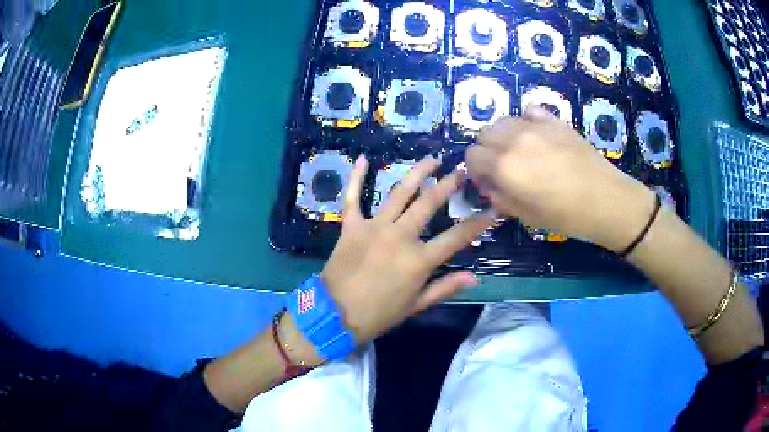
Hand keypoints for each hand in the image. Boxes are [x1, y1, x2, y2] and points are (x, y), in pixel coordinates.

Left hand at [320, 156, 494, 344]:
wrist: (334, 315)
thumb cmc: (378, 314)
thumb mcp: (416, 305)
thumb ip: (445, 288)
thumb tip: (475, 278)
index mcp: (419, 260)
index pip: (457, 237)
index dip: (478, 224)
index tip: (492, 210)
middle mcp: (400, 236)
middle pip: (429, 203)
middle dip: (448, 184)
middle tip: (460, 171)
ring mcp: (374, 227)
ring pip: (399, 192)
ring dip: (417, 173)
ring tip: (431, 159)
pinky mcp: (351, 225)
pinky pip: (353, 197)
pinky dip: (356, 177)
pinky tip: (362, 158)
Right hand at [466, 107, 655, 251]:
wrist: (604, 199)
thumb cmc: (565, 215)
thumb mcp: (525, 216)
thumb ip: (500, 197)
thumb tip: (489, 185)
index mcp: (504, 167)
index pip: (471, 156)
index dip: (476, 170)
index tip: (487, 181)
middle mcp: (514, 140)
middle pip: (483, 133)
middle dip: (486, 150)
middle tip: (502, 166)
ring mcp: (535, 126)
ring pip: (503, 120)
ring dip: (503, 135)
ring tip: (519, 151)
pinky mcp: (554, 120)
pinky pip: (529, 111)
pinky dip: (526, 121)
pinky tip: (536, 135)